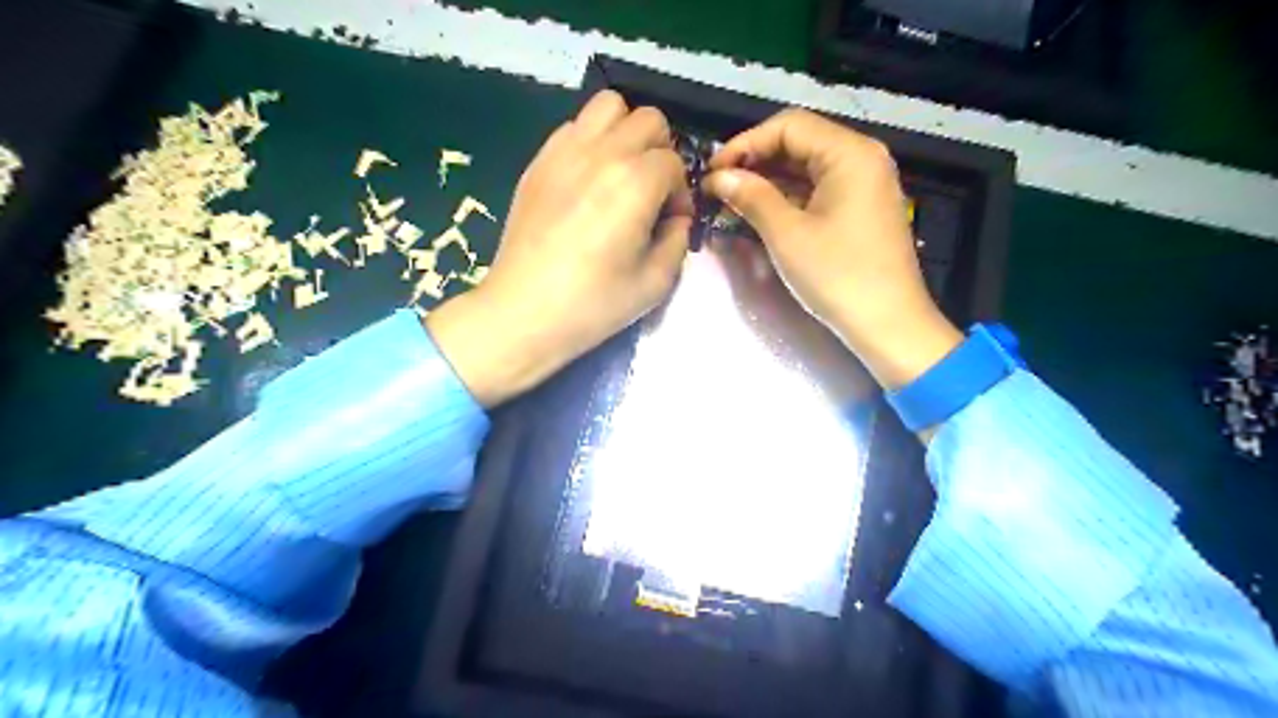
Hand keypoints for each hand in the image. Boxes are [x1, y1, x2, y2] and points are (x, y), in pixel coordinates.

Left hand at [426, 91, 688, 405]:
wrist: (524, 311)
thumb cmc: (593, 304)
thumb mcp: (655, 283)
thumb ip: (678, 241)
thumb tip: (677, 219)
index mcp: (636, 182)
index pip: (675, 163)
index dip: (681, 193)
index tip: (672, 222)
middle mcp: (603, 153)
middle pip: (648, 120)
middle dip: (661, 152)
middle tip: (653, 191)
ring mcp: (564, 152)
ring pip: (608, 107)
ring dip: (626, 132)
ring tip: (623, 172)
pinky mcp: (539, 161)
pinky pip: (574, 126)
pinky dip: (592, 140)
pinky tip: (589, 179)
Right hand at [697, 111, 957, 389]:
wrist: (887, 325)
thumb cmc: (838, 277)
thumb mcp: (787, 235)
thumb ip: (752, 196)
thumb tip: (718, 177)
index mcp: (850, 153)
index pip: (788, 127)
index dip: (745, 143)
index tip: (712, 170)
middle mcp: (862, 158)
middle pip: (800, 143)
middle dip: (756, 161)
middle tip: (718, 186)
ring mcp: (865, 184)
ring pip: (808, 167)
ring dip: (769, 180)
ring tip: (732, 199)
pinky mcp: (862, 209)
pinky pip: (820, 189)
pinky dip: (789, 196)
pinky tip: (762, 210)